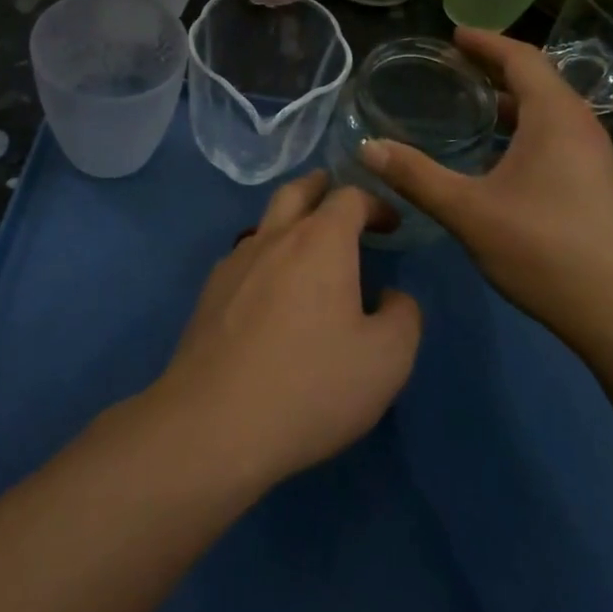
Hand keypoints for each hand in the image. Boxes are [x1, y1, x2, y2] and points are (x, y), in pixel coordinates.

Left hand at [150, 172, 421, 489]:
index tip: (391, 224)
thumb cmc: (311, 385)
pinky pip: (244, 257)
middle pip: (296, 191)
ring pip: (265, 221)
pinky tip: (271, 288)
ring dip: (290, 219)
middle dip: (322, 187)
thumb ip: (403, 317)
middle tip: (338, 197)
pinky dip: (266, 255)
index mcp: (320, 242)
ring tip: (307, 243)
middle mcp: (273, 238)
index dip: (375, 204)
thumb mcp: (386, 359)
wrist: (214, 424)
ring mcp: (234, 263)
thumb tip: (392, 297)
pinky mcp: (209, 294)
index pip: (350, 197)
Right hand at [357, 27, 612, 342]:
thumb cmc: (543, 249)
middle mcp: (580, 125)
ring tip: (471, 104)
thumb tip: (368, 148)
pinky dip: (524, 127)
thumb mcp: (468, 211)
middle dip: (495, 68)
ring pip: (548, 110)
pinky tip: (498, 154)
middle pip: (537, 78)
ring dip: (511, 100)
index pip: (521, 57)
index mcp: (554, 116)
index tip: (453, 35)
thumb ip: (416, 176)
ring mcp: (594, 155)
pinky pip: (556, 135)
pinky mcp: (596, 182)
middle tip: (453, 66)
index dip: (486, 42)